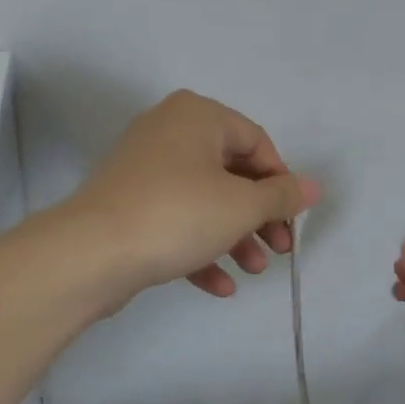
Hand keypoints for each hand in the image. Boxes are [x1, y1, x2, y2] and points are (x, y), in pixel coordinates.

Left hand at [64, 90, 319, 304]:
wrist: (92, 253)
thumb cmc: (178, 214)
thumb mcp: (242, 205)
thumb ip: (282, 196)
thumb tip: (313, 187)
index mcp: (197, 117)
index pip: (257, 143)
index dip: (281, 183)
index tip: (292, 219)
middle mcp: (170, 133)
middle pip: (232, 174)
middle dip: (260, 217)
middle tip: (280, 249)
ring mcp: (145, 171)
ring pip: (205, 202)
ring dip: (235, 238)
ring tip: (253, 270)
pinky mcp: (130, 207)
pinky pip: (177, 222)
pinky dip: (201, 250)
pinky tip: (220, 286)